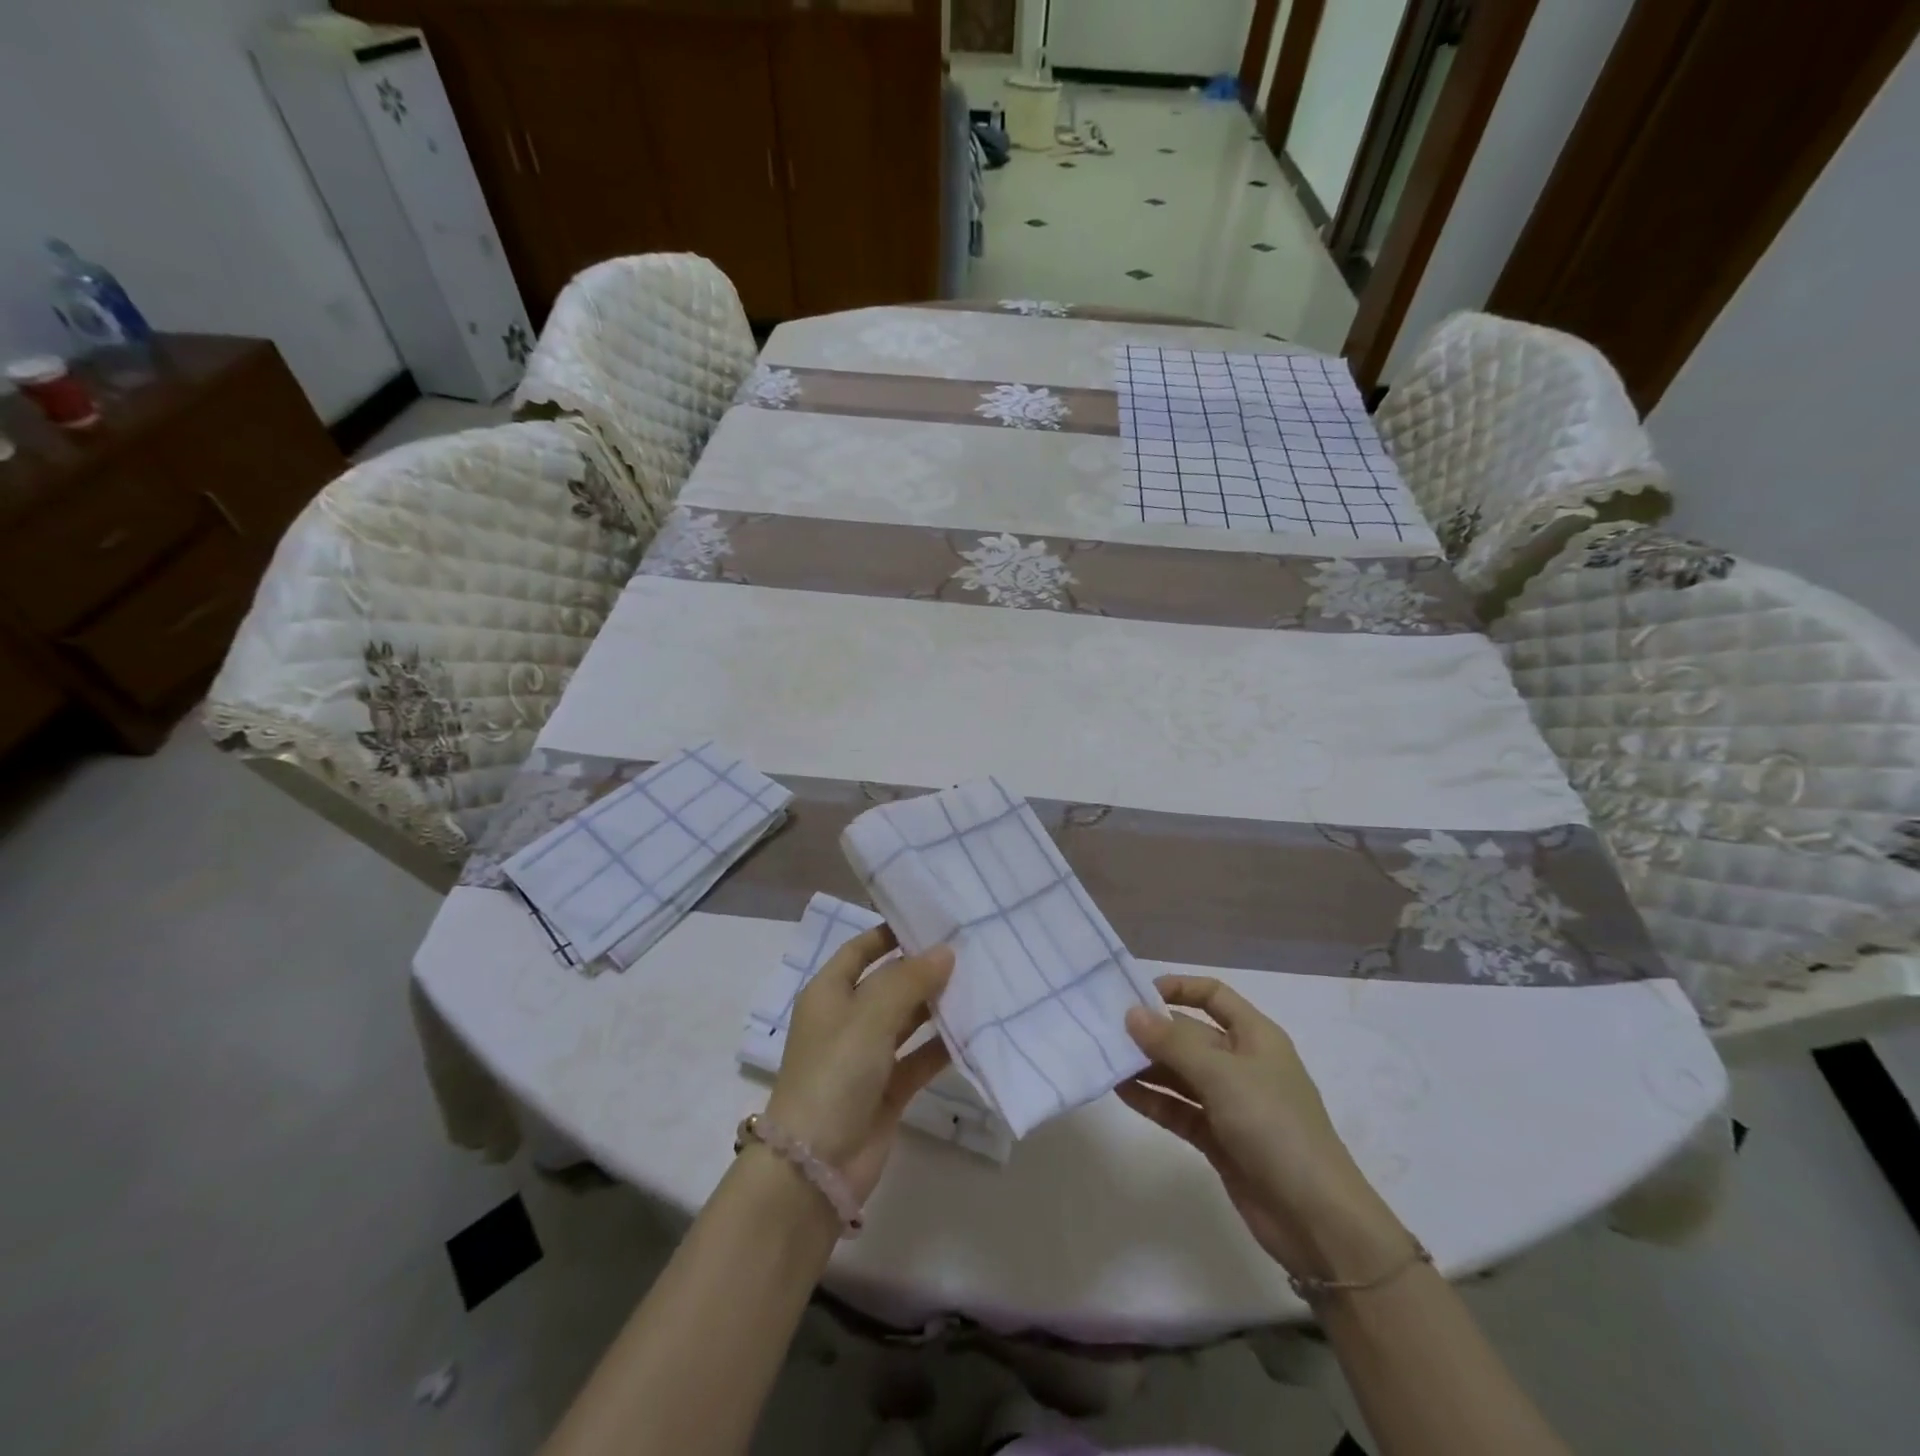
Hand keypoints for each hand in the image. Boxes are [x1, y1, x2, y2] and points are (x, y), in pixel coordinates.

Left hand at [765, 926, 954, 1202]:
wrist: (815, 1166)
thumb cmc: (834, 1073)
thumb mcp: (869, 1016)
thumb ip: (909, 980)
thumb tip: (945, 951)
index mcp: (829, 992)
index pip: (862, 949)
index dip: (891, 933)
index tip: (933, 919)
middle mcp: (848, 1019)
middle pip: (889, 983)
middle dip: (923, 968)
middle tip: (970, 948)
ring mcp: (868, 1056)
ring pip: (909, 1020)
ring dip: (937, 1005)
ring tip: (981, 981)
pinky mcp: (889, 1089)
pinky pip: (921, 1058)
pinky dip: (944, 1046)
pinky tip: (976, 1030)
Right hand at [1120, 975, 1409, 1280]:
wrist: (1316, 1219)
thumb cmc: (1274, 1126)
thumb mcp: (1222, 1076)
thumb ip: (1173, 1044)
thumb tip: (1131, 1014)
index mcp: (1255, 1036)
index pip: (1213, 996)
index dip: (1179, 988)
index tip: (1137, 994)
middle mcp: (1242, 1063)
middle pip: (1190, 1035)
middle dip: (1152, 1031)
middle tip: (1106, 1029)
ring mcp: (1230, 1103)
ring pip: (1180, 1074)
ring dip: (1146, 1067)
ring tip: (1105, 1059)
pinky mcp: (1218, 1139)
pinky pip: (1178, 1109)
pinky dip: (1153, 1100)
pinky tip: (1121, 1092)